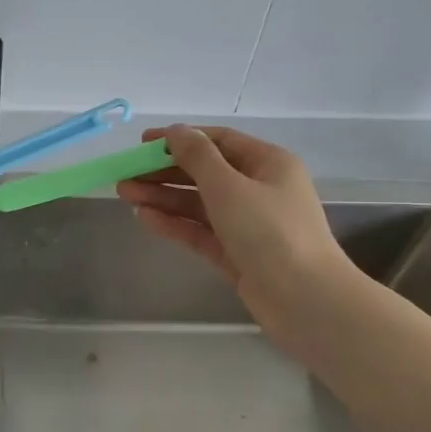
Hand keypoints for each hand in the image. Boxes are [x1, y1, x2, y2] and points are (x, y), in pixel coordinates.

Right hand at [117, 125, 360, 341]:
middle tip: (126, 175)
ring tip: (126, 195)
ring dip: (164, 198)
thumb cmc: (270, 231)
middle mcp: (260, 189)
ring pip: (200, 204)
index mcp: (269, 163)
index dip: (180, 139)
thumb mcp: (229, 186)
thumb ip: (198, 156)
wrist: (304, 300)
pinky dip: (175, 224)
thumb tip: (176, 131)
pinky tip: (146, 219)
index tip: (142, 144)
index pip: (219, 141)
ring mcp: (249, 224)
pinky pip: (201, 231)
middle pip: (206, 173)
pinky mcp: (238, 254)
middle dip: (165, 172)